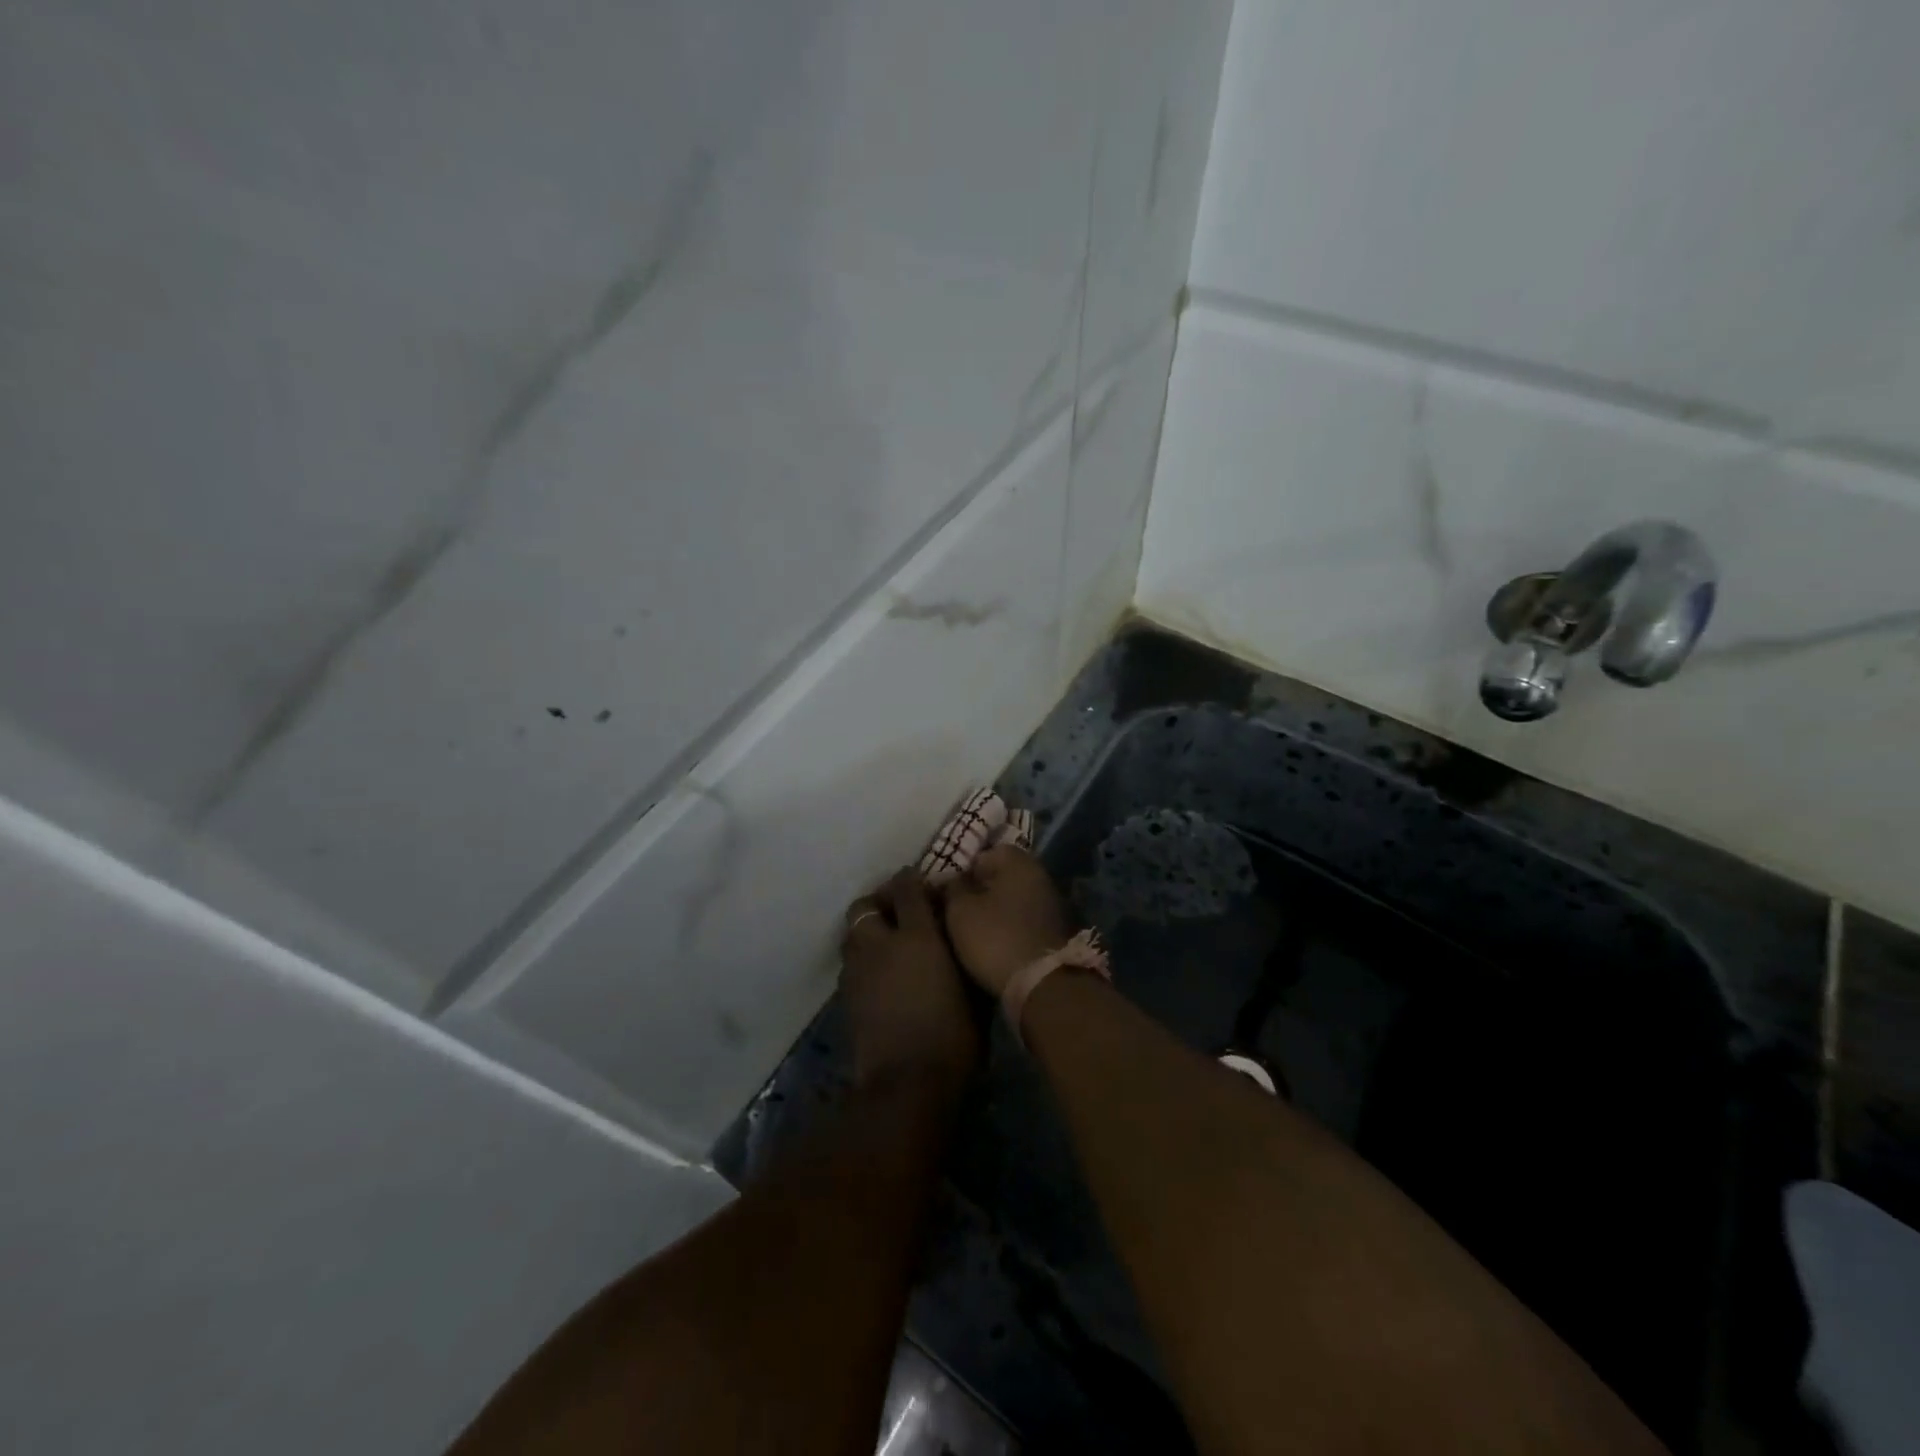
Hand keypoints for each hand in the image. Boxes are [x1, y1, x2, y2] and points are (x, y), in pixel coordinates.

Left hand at [840, 869, 979, 1093]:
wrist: (905, 1084)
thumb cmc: (953, 1037)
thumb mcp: (973, 991)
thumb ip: (962, 954)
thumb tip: (959, 935)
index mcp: (917, 936)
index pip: (907, 889)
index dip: (913, 881)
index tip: (924, 885)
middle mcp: (880, 944)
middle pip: (866, 905)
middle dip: (880, 903)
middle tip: (899, 913)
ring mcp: (857, 970)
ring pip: (852, 933)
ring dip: (867, 931)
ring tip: (887, 945)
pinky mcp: (845, 997)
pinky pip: (850, 964)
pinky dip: (862, 961)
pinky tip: (880, 978)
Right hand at [938, 845, 1075, 997]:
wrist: (1041, 985)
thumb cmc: (995, 938)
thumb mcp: (960, 910)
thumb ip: (952, 888)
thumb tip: (952, 880)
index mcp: (1018, 861)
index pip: (984, 853)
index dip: (962, 871)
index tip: (947, 893)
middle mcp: (1039, 874)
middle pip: (999, 876)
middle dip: (977, 891)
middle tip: (954, 912)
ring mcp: (1050, 903)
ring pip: (1011, 898)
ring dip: (992, 911)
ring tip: (970, 931)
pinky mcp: (1053, 930)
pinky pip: (1022, 919)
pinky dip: (1007, 927)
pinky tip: (991, 943)